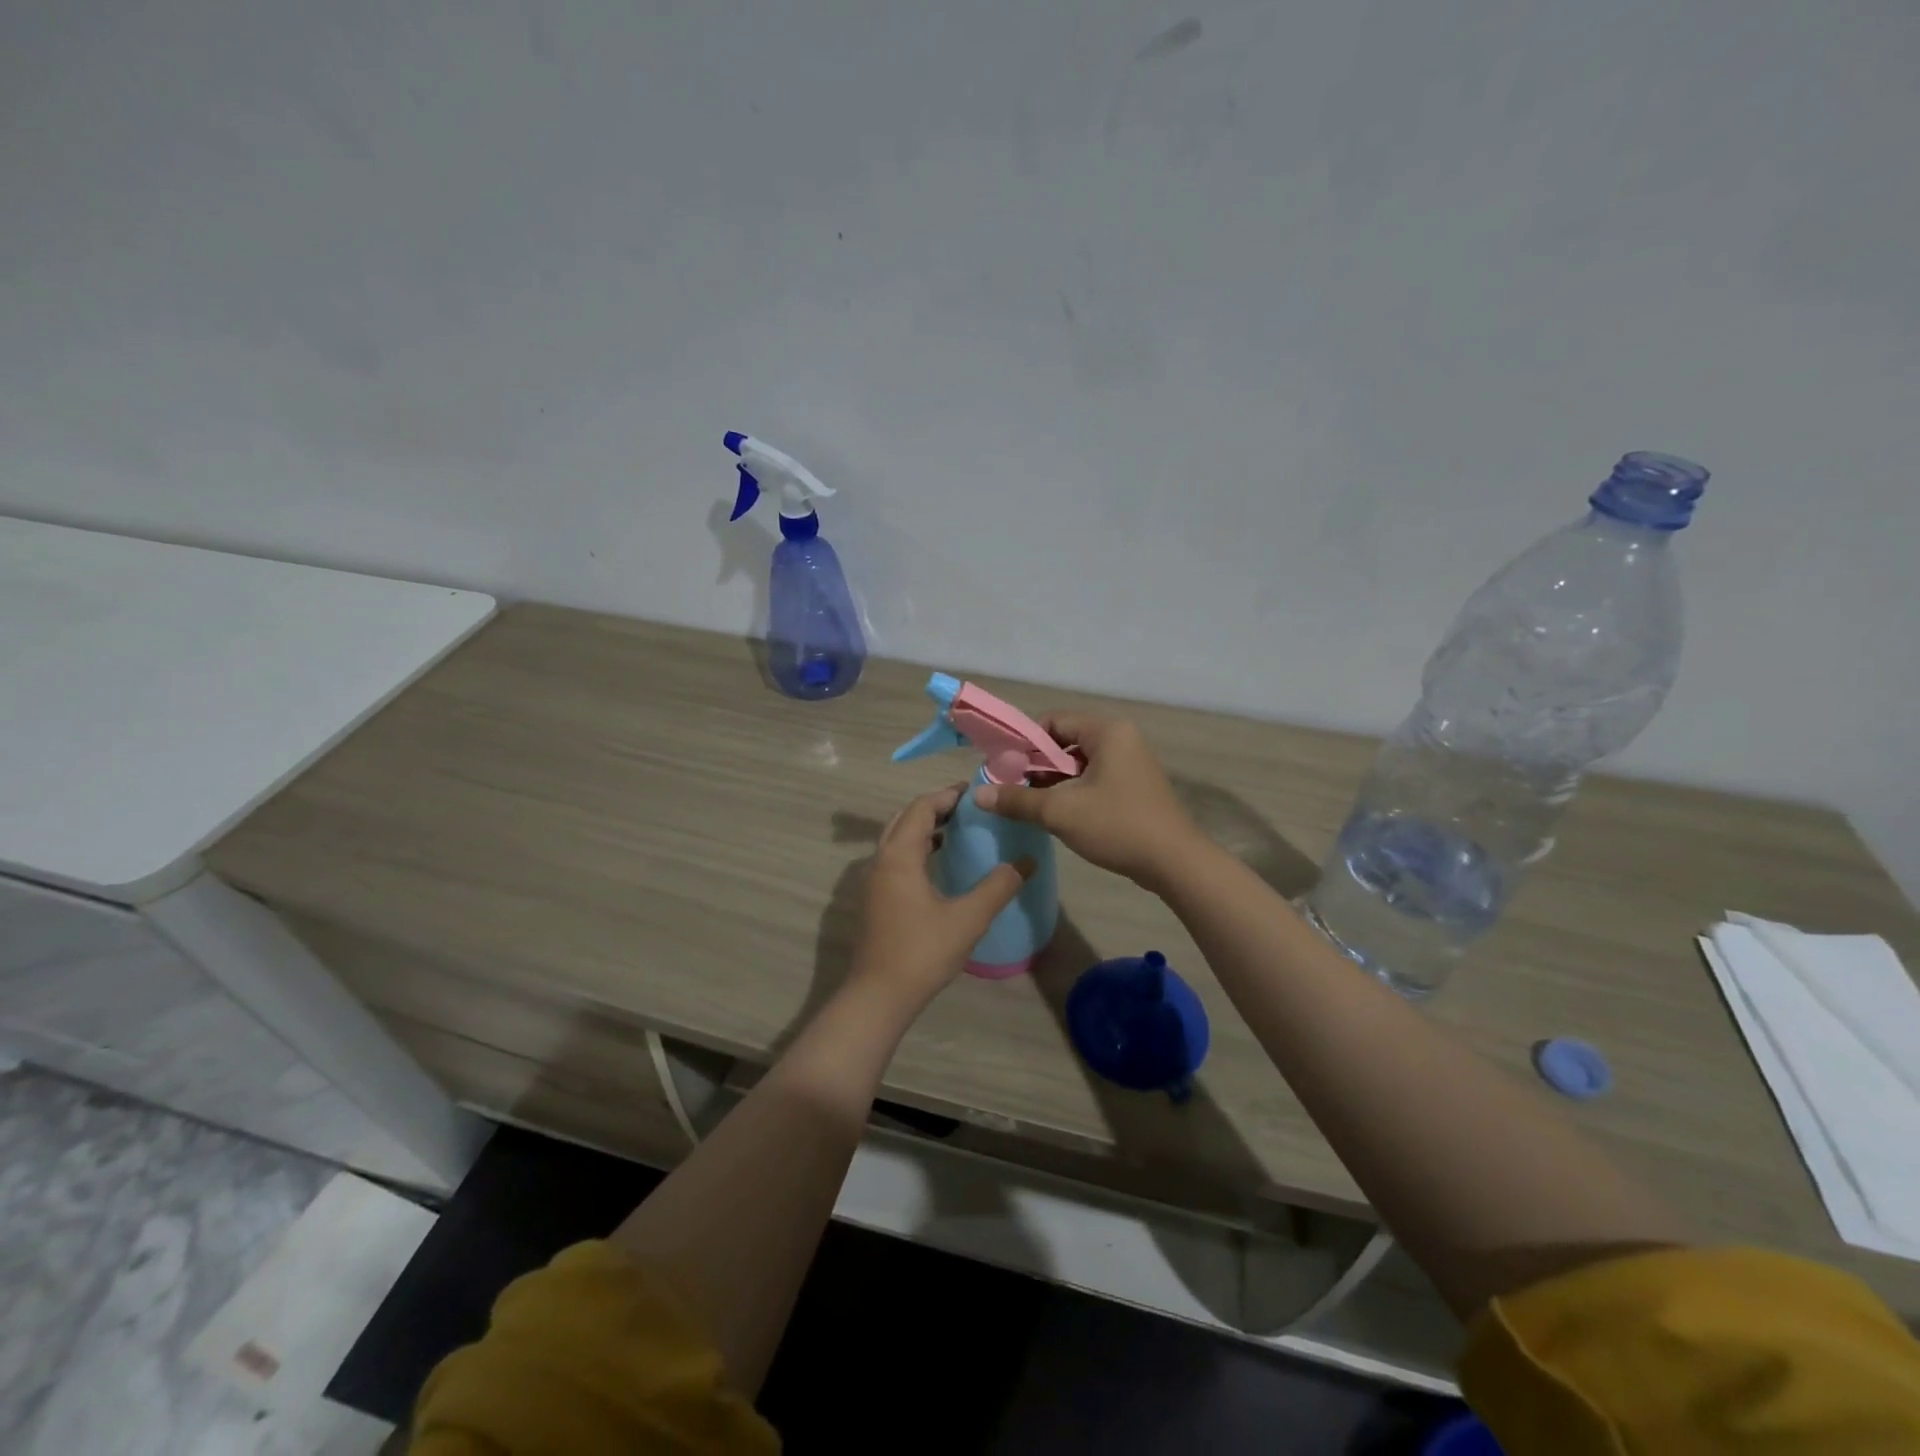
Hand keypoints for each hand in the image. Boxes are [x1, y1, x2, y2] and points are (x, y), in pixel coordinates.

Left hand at [848, 785, 1033, 1011]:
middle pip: (906, 818)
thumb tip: (1026, 861)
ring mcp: (874, 880)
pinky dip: (917, 848)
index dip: (948, 796)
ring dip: (925, 828)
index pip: (922, 808)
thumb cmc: (922, 951)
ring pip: (898, 839)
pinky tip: (940, 864)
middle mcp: (881, 860)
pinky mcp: (876, 899)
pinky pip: (896, 858)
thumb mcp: (968, 918)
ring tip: (958, 829)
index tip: (975, 791)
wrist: (879, 995)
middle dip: (935, 807)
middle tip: (968, 807)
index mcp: (899, 855)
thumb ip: (998, 886)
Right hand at [973, 715, 1203, 891]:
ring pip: (1079, 762)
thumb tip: (978, 795)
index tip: (1004, 768)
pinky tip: (1058, 814)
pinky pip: (1095, 778)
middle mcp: (1121, 738)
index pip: (1053, 721)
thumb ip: (1017, 799)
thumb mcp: (1060, 812)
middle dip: (1037, 764)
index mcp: (1107, 731)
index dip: (1024, 742)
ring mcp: (1131, 763)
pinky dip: (1073, 790)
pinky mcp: (1135, 786)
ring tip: (1030, 804)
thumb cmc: (1117, 826)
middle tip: (1013, 788)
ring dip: (1053, 781)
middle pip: (1065, 741)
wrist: (1175, 863)